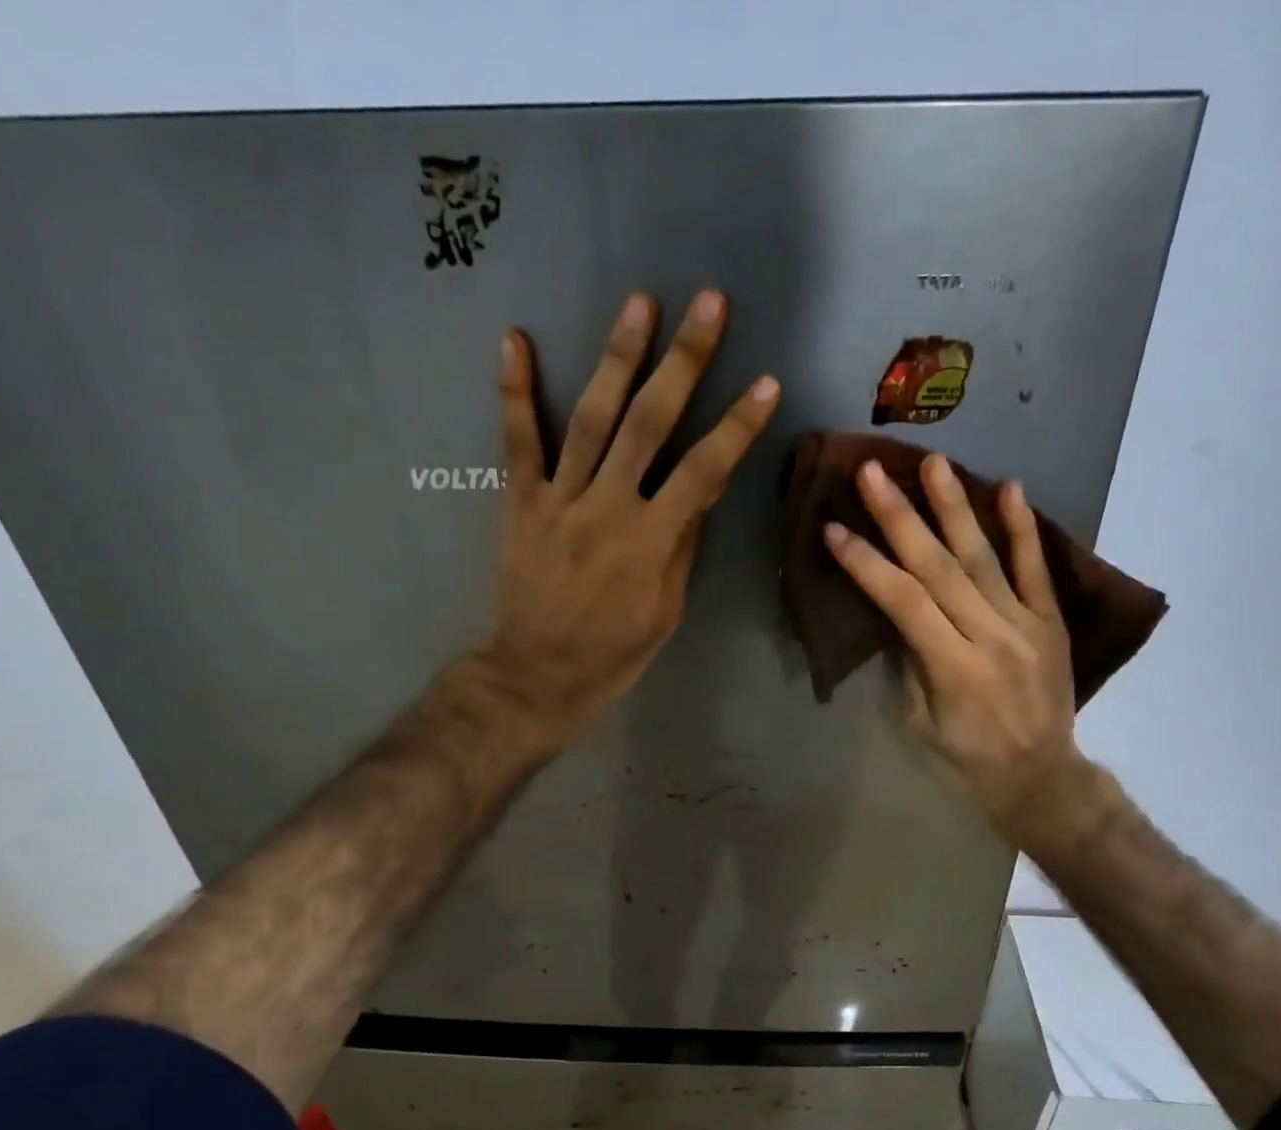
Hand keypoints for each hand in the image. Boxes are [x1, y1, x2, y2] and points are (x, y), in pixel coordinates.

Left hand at [476, 288, 779, 742]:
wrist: (538, 675)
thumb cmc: (614, 653)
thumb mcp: (667, 610)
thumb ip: (681, 546)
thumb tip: (701, 491)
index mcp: (651, 542)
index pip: (704, 471)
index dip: (737, 426)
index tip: (765, 381)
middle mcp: (607, 508)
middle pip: (650, 425)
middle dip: (684, 361)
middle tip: (708, 303)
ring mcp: (560, 500)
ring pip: (591, 419)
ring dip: (617, 358)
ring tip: (639, 302)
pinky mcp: (520, 502)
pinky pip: (518, 443)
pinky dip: (515, 391)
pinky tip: (515, 338)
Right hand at [824, 455, 1089, 839]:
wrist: (1041, 779)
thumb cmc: (967, 762)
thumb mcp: (920, 722)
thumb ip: (911, 662)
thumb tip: (898, 611)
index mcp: (952, 667)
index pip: (902, 601)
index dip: (866, 563)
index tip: (834, 529)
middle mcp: (990, 635)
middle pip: (939, 567)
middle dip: (900, 517)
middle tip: (872, 473)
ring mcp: (1025, 623)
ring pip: (984, 556)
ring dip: (955, 507)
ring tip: (933, 462)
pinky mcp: (1050, 620)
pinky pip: (1036, 568)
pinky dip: (1022, 527)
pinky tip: (1008, 487)